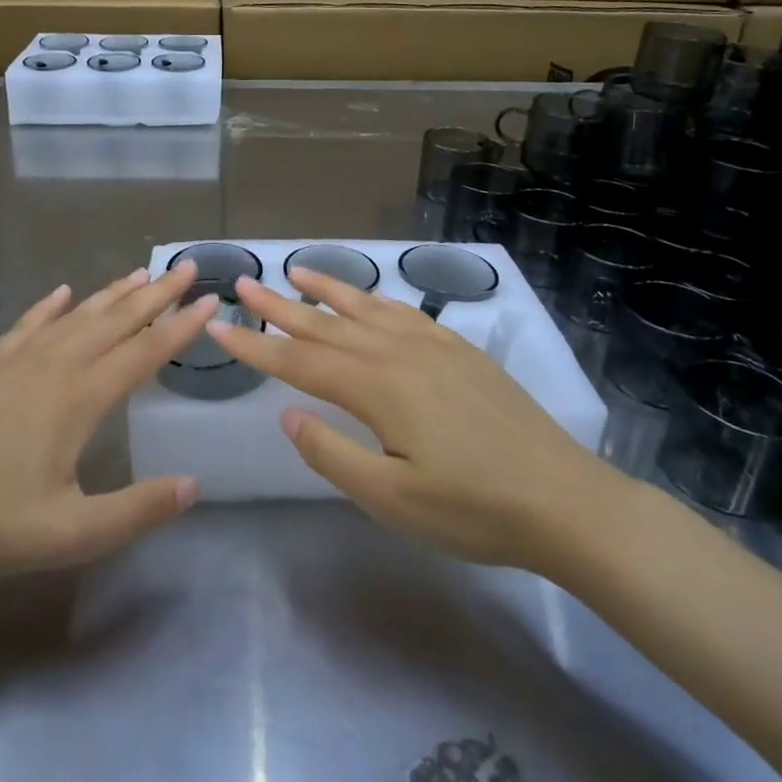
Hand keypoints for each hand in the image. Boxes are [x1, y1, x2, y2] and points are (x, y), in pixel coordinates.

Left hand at [0, 261, 215, 590]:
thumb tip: (195, 485)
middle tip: (186, 269)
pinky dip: (49, 306)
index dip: (181, 327)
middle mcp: (55, 366)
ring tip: (140, 273)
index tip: (210, 302)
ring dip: (111, 294)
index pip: (145, 352)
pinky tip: (61, 292)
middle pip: (116, 321)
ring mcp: (18, 361)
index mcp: (81, 398)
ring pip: (76, 316)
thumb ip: (137, 509)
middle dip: (156, 295)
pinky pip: (27, 325)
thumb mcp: (72, 533)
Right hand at [207, 267, 623, 578]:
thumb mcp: (392, 500)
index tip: (217, 325)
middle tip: (243, 281)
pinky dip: (374, 299)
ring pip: (366, 308)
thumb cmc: (474, 510)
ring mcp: (433, 346)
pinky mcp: (459, 350)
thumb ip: (332, 454)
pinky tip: (366, 298)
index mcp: (378, 387)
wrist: (563, 499)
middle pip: (326, 324)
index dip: (255, 345)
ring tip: (296, 271)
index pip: (300, 360)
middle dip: (280, 304)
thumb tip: (288, 415)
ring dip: (327, 289)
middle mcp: (399, 352)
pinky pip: (404, 312)